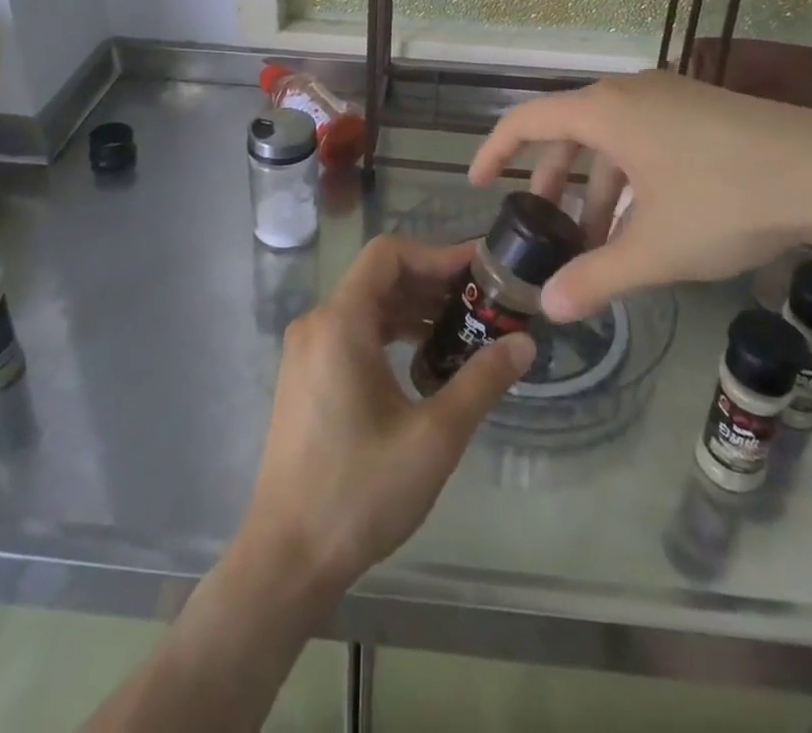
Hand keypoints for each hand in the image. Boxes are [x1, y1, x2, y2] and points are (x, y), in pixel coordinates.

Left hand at [239, 235, 533, 597]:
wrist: (287, 558)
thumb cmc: (359, 491)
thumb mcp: (434, 437)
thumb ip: (482, 381)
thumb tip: (524, 343)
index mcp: (340, 322)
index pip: (389, 254)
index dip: (436, 253)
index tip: (479, 271)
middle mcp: (317, 323)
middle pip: (379, 277)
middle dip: (432, 282)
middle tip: (481, 301)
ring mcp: (306, 350)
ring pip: (366, 305)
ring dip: (413, 309)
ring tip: (463, 329)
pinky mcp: (305, 375)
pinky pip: (353, 332)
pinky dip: (391, 332)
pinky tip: (424, 362)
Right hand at [470, 71, 811, 322]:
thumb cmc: (726, 201)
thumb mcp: (654, 248)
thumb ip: (595, 277)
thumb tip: (548, 308)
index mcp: (605, 110)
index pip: (527, 120)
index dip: (495, 150)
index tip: (477, 182)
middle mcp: (631, 92)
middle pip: (569, 130)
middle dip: (551, 181)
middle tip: (544, 226)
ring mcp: (671, 97)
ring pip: (611, 139)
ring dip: (596, 187)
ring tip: (599, 241)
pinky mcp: (703, 111)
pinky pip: (645, 139)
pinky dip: (631, 178)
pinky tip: (647, 223)